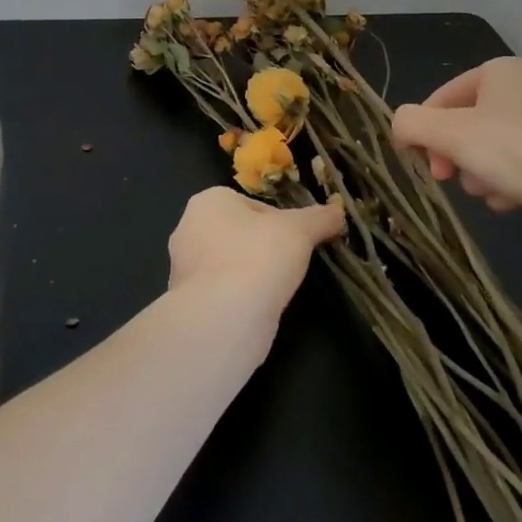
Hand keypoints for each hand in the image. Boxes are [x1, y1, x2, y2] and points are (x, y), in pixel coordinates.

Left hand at [166, 187, 343, 332]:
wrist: (225, 320)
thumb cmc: (259, 257)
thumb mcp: (300, 230)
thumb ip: (320, 218)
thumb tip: (339, 211)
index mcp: (208, 202)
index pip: (252, 205)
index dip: (280, 222)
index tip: (297, 240)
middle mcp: (188, 230)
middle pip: (239, 234)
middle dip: (263, 247)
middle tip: (289, 263)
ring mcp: (183, 270)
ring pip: (230, 265)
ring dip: (251, 274)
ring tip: (276, 289)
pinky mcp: (186, 305)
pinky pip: (221, 293)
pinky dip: (240, 299)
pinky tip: (258, 309)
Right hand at [391, 57, 521, 249]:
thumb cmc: (516, 152)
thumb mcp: (451, 134)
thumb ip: (412, 123)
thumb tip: (400, 125)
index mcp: (498, 71)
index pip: (440, 98)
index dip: (425, 131)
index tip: (423, 163)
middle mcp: (520, 90)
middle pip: (462, 125)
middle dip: (453, 155)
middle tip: (450, 178)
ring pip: (484, 150)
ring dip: (477, 173)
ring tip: (490, 189)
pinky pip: (511, 167)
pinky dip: (503, 184)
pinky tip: (512, 199)